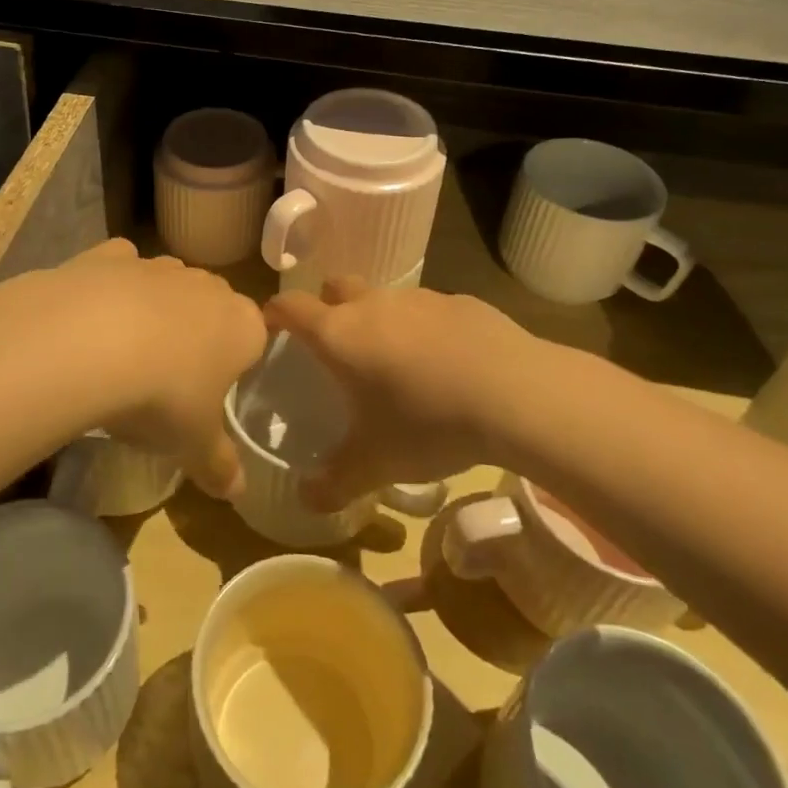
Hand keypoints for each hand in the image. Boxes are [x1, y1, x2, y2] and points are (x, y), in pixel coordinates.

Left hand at [16, 240, 265, 498]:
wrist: (89, 342)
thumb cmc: (163, 396)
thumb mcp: (194, 445)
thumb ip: (220, 466)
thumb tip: (237, 493)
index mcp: (242, 325)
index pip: (255, 338)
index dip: (236, 365)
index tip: (211, 393)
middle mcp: (206, 285)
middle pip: (211, 306)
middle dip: (197, 333)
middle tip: (169, 378)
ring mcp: (157, 265)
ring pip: (167, 283)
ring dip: (155, 308)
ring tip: (125, 352)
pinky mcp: (110, 255)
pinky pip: (120, 267)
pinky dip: (112, 284)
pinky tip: (92, 314)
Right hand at [264, 277, 559, 508]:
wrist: (517, 394)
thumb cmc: (428, 423)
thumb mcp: (376, 463)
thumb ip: (334, 482)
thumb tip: (305, 500)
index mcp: (339, 334)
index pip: (290, 308)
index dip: (274, 315)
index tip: (271, 330)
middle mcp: (373, 305)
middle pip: (336, 287)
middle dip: (328, 307)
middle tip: (337, 347)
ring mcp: (419, 298)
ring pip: (385, 298)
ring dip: (381, 320)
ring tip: (398, 363)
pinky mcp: (461, 302)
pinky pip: (430, 310)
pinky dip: (426, 329)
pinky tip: (448, 365)